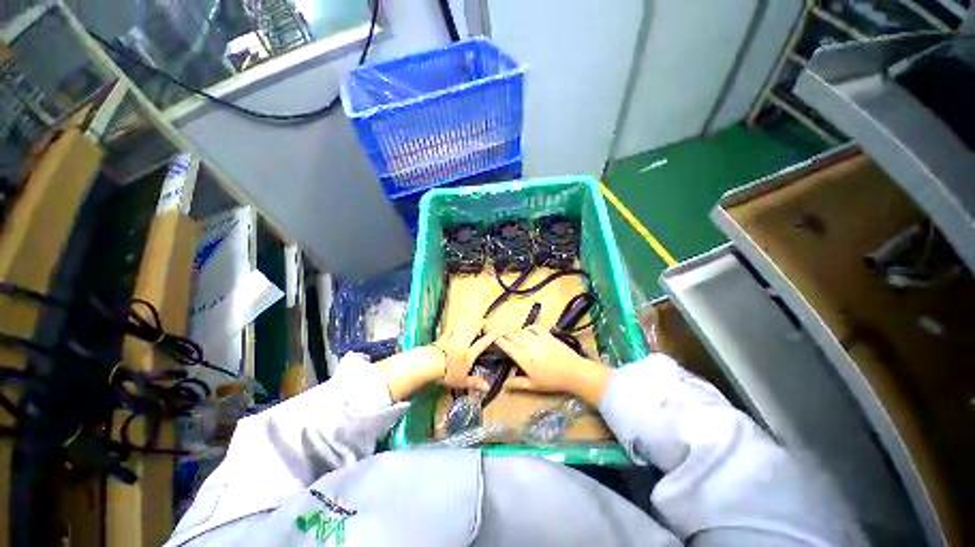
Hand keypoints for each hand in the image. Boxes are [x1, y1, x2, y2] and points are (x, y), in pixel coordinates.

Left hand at [434, 327, 500, 390]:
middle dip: (480, 325)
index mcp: (469, 354)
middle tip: (484, 324)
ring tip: (471, 325)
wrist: (428, 364)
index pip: (482, 343)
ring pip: (463, 328)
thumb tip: (488, 387)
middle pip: (473, 330)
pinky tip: (454, 330)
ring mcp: (452, 339)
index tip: (497, 332)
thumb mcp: (461, 382)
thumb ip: (475, 383)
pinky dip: (453, 330)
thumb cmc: (446, 374)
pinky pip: (450, 332)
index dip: (490, 337)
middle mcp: (463, 343)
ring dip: (468, 325)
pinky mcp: (442, 339)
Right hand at [495, 327, 611, 404]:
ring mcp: (537, 337)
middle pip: (511, 335)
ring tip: (514, 336)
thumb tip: (504, 385)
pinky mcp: (547, 334)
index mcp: (522, 357)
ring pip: (521, 330)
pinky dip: (527, 328)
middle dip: (505, 335)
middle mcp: (527, 344)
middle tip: (502, 338)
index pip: (505, 345)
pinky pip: (533, 327)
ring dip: (515, 332)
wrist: (573, 371)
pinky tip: (527, 332)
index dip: (497, 340)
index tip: (492, 337)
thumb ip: (517, 384)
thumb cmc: (552, 381)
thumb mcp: (533, 386)